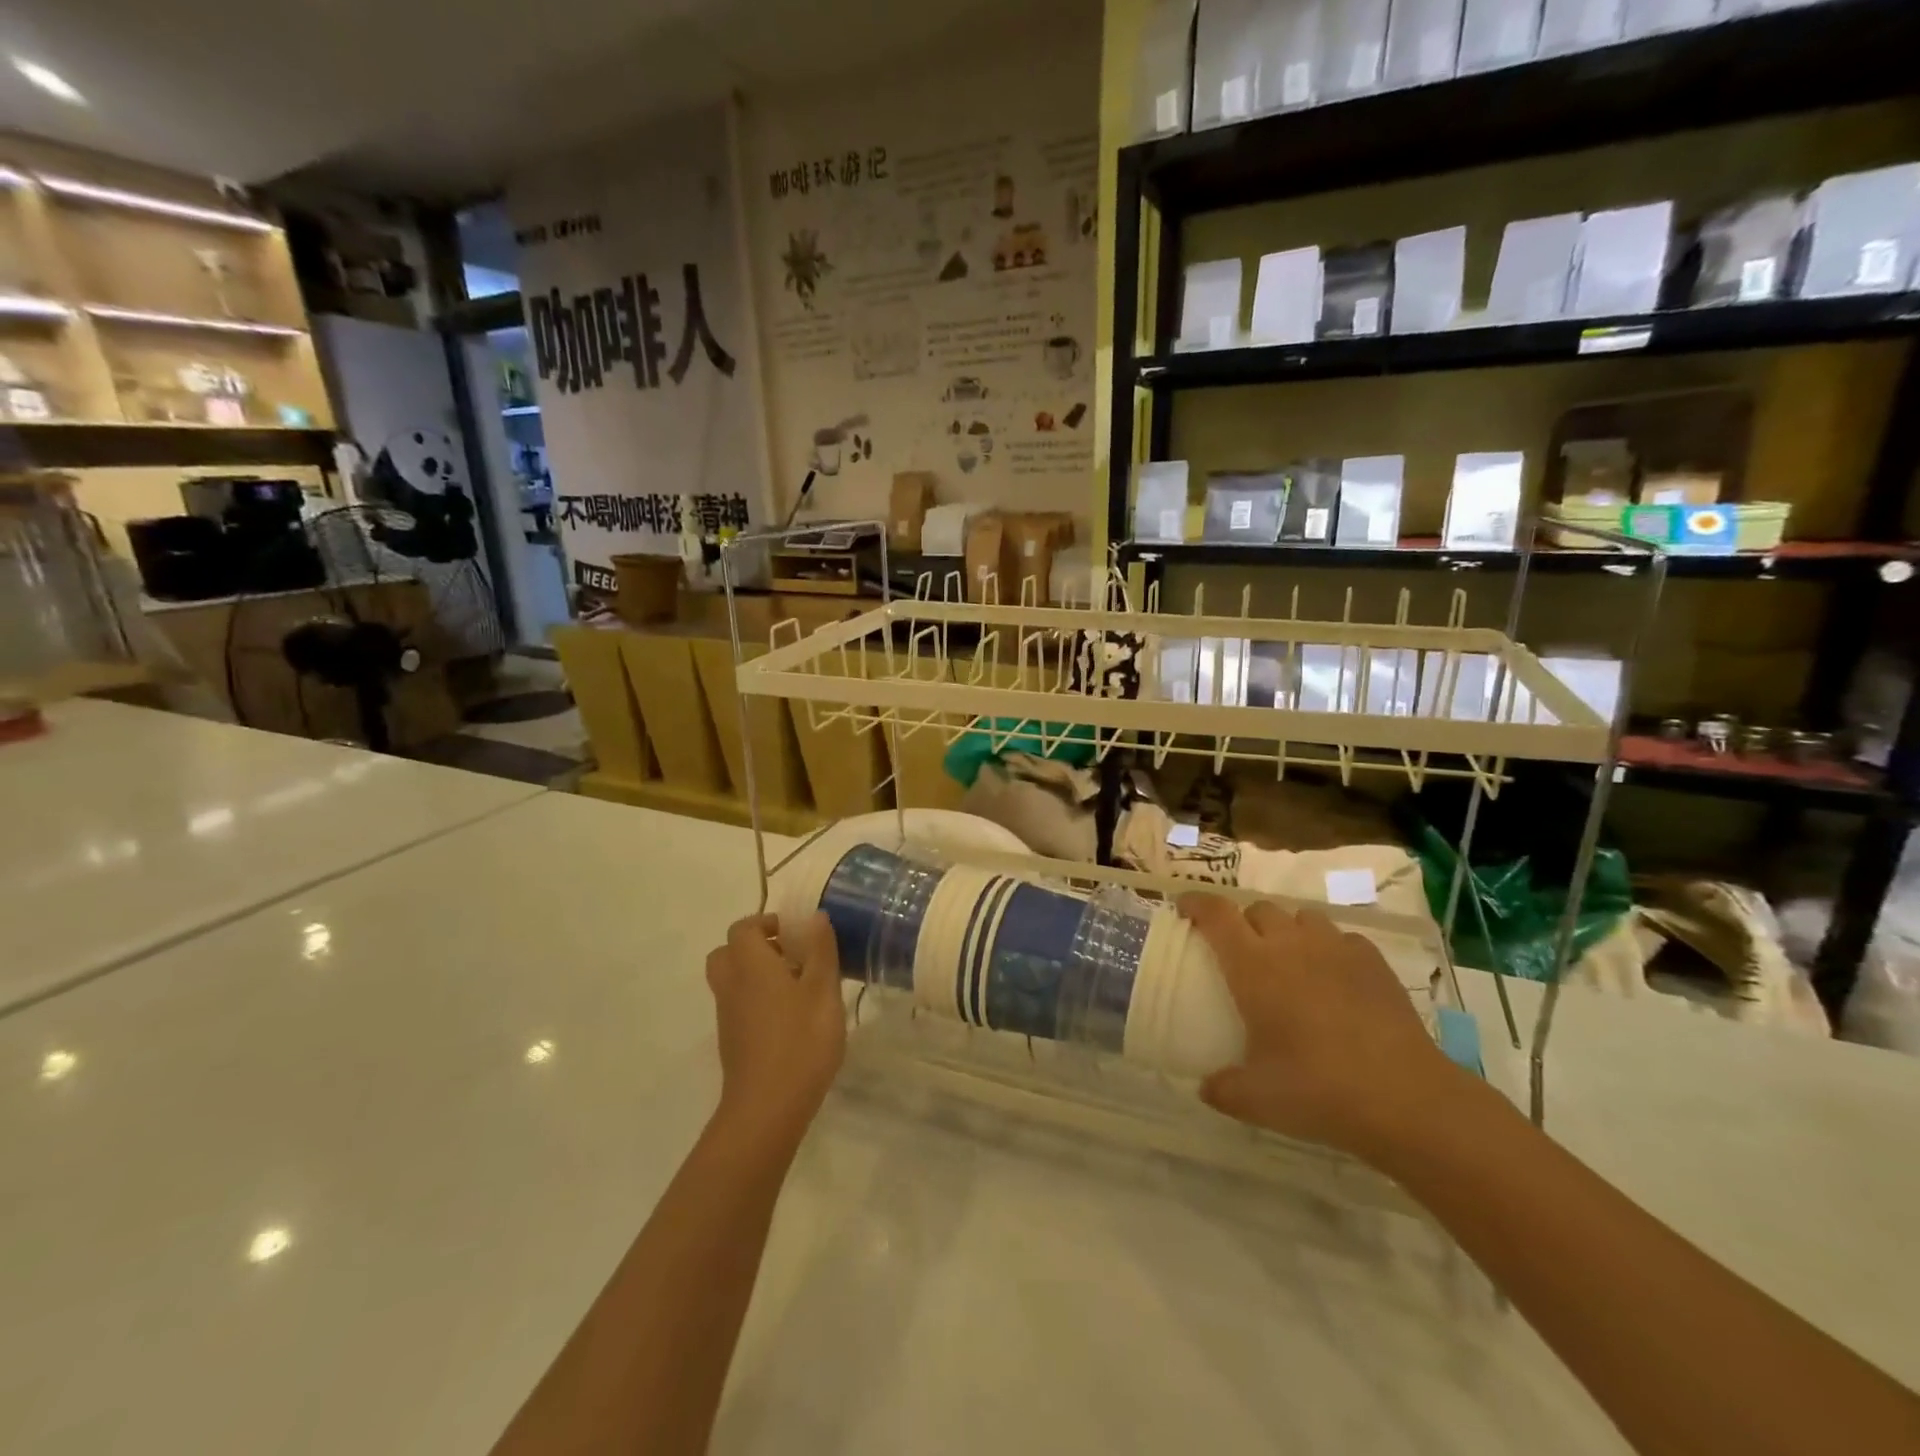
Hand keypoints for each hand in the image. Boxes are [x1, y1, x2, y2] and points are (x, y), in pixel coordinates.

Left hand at [705, 913, 846, 1151]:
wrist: (768, 1109)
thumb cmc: (801, 1041)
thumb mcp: (823, 990)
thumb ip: (820, 950)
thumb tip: (814, 917)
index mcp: (750, 964)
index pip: (744, 928)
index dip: (768, 923)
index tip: (798, 934)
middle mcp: (731, 984)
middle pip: (729, 952)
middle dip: (757, 946)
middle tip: (791, 956)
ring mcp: (728, 1015)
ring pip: (732, 979)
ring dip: (757, 974)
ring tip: (797, 986)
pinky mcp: (732, 1041)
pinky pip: (738, 1004)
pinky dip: (757, 999)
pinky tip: (791, 1017)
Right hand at [1179, 894, 1472, 1165]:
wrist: (1406, 1098)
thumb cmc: (1317, 1089)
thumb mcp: (1255, 1100)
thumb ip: (1221, 1088)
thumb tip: (1205, 1087)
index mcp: (1253, 966)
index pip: (1216, 914)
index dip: (1197, 903)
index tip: (1184, 907)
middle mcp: (1290, 944)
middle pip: (1258, 909)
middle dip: (1243, 921)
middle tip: (1239, 949)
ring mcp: (1336, 948)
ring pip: (1301, 916)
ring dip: (1287, 929)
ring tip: (1288, 958)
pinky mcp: (1373, 961)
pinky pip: (1342, 938)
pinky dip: (1329, 948)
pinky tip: (1333, 977)